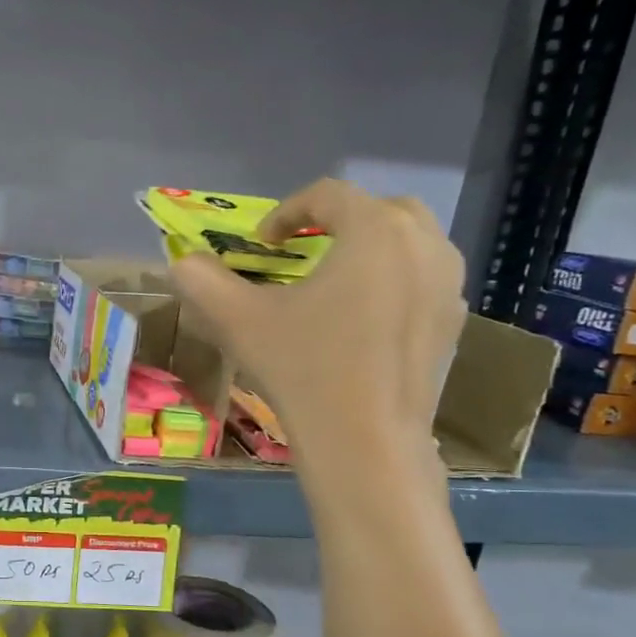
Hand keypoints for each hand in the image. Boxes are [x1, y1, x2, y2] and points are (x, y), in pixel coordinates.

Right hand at [171, 179, 465, 486]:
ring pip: (410, 242)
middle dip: (337, 221)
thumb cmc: (303, 369)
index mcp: (375, 230)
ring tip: (334, 282)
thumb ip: (202, 280)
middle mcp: (424, 244)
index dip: (286, 210)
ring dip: (369, 248)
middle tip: (302, 251)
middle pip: (379, 209)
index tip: (261, 243)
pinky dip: (393, 281)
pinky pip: (424, 279)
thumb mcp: (238, 320)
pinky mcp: (454, 322)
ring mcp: (448, 284)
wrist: (365, 442)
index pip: (328, 194)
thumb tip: (182, 262)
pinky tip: (362, 320)